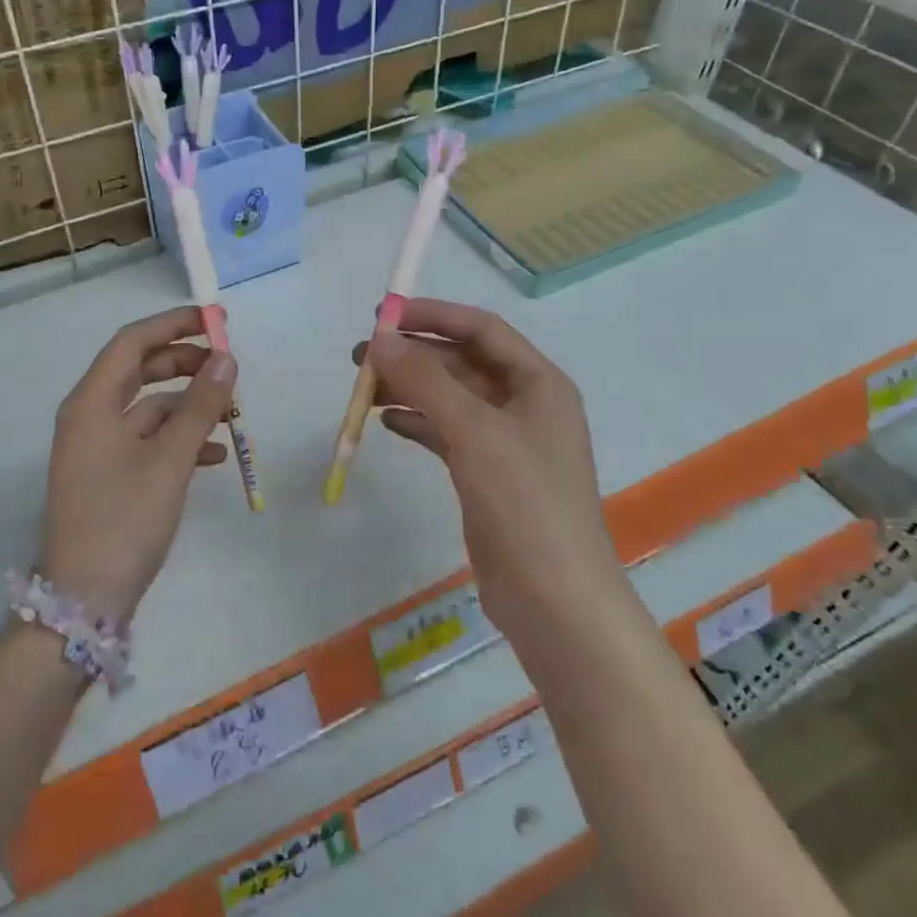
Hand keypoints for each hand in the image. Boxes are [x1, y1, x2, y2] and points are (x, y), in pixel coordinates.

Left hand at [42, 307, 236, 622]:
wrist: (84, 601)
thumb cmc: (124, 519)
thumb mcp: (169, 459)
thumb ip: (199, 405)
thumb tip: (226, 358)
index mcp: (92, 402)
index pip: (132, 342)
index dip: (173, 324)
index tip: (215, 321)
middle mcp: (89, 416)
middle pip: (138, 370)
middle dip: (184, 362)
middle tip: (227, 363)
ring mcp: (97, 447)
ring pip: (147, 407)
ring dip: (187, 404)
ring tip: (230, 411)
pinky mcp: (108, 474)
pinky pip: (146, 439)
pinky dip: (179, 438)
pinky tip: (214, 455)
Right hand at [356, 299, 626, 638]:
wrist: (555, 601)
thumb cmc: (524, 502)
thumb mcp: (474, 431)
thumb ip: (425, 380)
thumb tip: (381, 339)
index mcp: (538, 383)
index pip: (481, 329)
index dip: (434, 315)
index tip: (384, 316)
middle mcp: (524, 404)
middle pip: (461, 363)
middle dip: (413, 355)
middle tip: (361, 356)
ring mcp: (505, 442)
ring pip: (449, 398)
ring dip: (409, 389)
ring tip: (363, 391)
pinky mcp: (487, 474)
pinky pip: (446, 432)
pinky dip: (417, 423)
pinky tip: (386, 422)